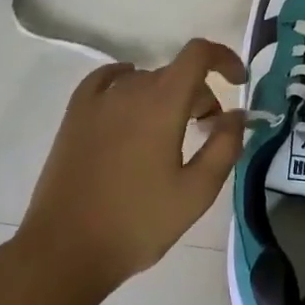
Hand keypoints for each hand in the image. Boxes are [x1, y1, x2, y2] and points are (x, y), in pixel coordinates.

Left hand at [17, 39, 247, 292]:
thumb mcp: (197, 191)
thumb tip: (237, 114)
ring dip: (167, 96)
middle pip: (175, 73)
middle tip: (209, 132)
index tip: (239, 81)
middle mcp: (129, 89)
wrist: (65, 249)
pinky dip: (128, 84)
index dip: (223, 58)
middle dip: (200, 94)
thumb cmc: (138, 222)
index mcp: (163, 103)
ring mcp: (97, 101)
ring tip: (172, 133)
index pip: (198, 54)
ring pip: (144, 80)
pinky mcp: (74, 116)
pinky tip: (130, 104)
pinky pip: (107, 81)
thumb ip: (225, 145)